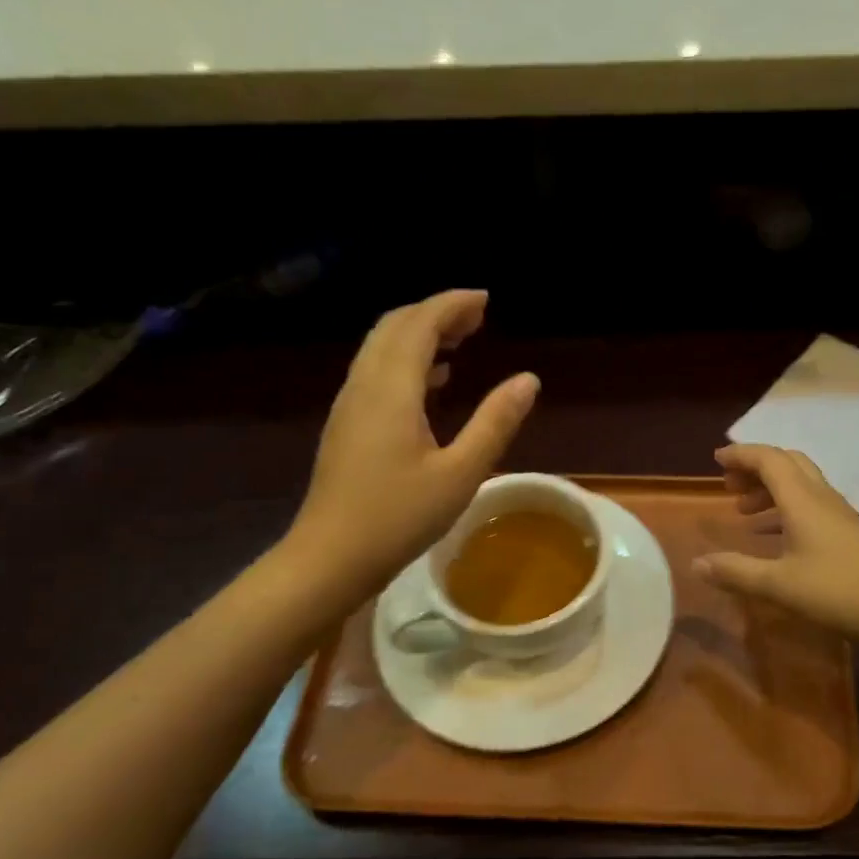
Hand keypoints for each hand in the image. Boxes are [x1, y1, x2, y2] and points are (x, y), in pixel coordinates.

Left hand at [282, 290, 537, 597]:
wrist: (330, 557)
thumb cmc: (399, 517)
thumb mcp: (461, 473)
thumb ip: (495, 422)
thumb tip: (528, 380)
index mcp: (392, 389)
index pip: (419, 324)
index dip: (452, 305)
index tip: (486, 301)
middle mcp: (365, 385)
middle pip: (395, 327)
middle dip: (435, 313)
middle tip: (477, 319)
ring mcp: (350, 405)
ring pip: (381, 348)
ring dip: (419, 334)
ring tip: (460, 342)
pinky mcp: (346, 425)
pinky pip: (376, 372)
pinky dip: (406, 361)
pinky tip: (433, 384)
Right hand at [695, 444, 858, 643]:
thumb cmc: (836, 592)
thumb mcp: (778, 585)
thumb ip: (735, 572)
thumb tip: (696, 564)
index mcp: (802, 499)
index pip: (769, 459)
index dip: (741, 455)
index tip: (716, 460)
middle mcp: (821, 497)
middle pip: (787, 464)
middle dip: (755, 468)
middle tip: (730, 487)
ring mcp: (839, 514)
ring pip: (800, 485)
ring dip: (770, 490)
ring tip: (745, 514)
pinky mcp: (849, 532)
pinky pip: (811, 505)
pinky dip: (786, 509)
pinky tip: (776, 539)